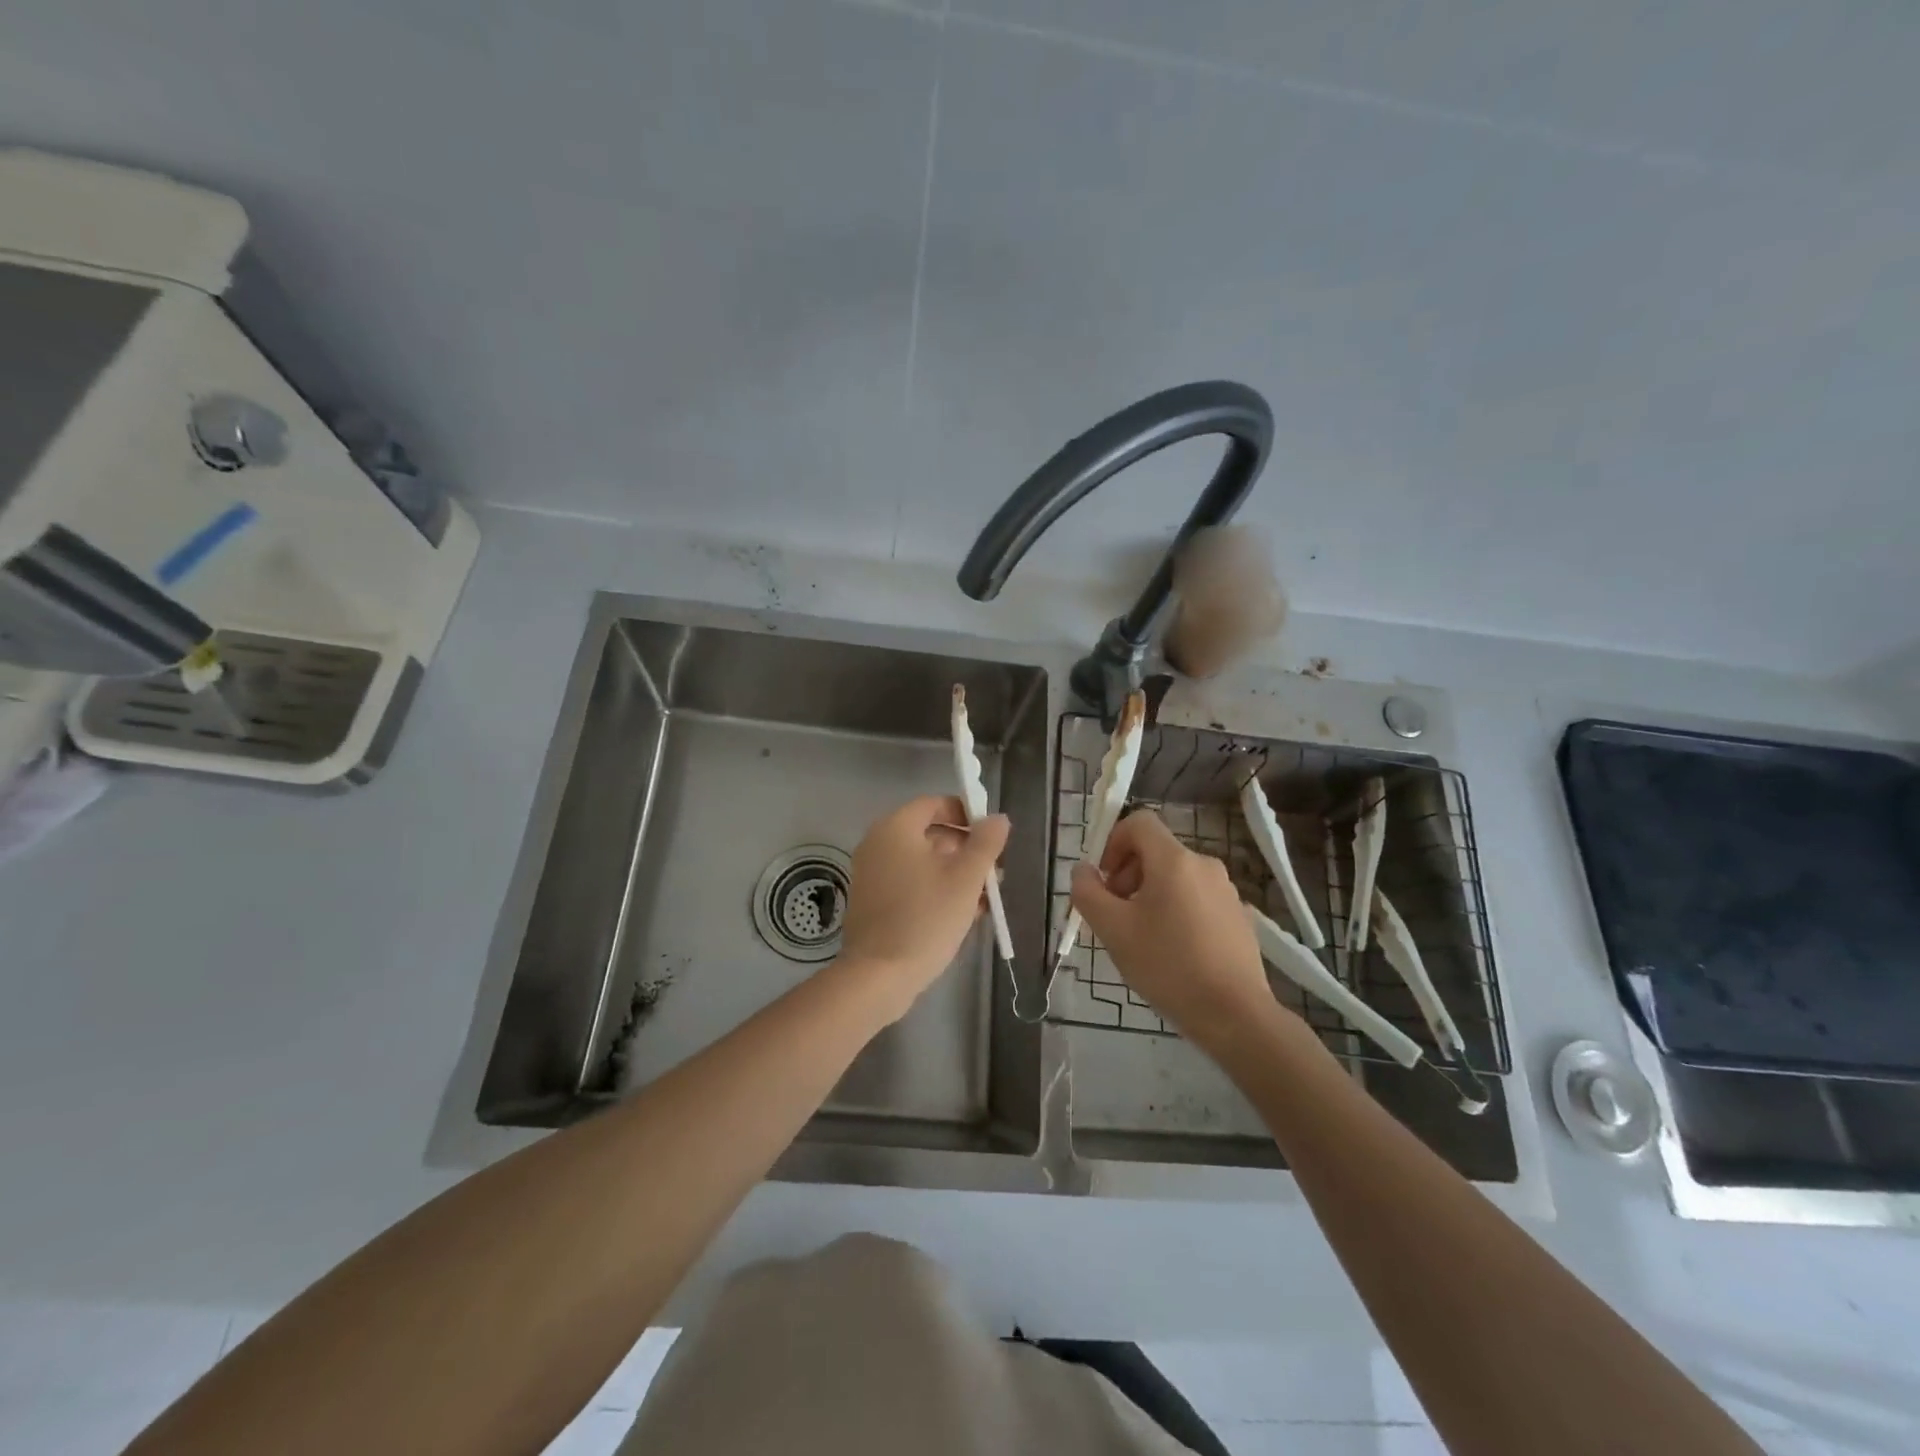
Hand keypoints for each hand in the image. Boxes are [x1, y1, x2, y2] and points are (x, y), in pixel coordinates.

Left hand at [837, 795, 1009, 1021]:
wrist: (879, 976)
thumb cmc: (926, 918)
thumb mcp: (966, 878)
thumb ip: (985, 843)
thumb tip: (998, 818)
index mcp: (895, 828)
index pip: (933, 804)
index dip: (965, 813)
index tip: (991, 836)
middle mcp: (878, 844)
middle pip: (929, 834)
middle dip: (965, 850)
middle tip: (994, 873)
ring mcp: (872, 875)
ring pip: (922, 863)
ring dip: (955, 874)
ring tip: (985, 899)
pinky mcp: (873, 902)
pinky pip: (910, 884)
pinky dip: (935, 890)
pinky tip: (963, 914)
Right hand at [1068, 809, 1279, 1049]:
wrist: (1234, 1014)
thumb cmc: (1167, 965)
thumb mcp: (1113, 930)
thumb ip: (1088, 893)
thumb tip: (1083, 870)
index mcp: (1174, 860)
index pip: (1139, 822)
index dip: (1113, 842)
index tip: (1104, 880)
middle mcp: (1204, 865)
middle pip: (1156, 851)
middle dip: (1128, 874)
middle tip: (1116, 914)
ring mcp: (1226, 891)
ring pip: (1176, 877)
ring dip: (1150, 894)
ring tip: (1142, 937)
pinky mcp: (1238, 916)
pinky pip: (1197, 899)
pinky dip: (1176, 911)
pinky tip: (1173, 952)